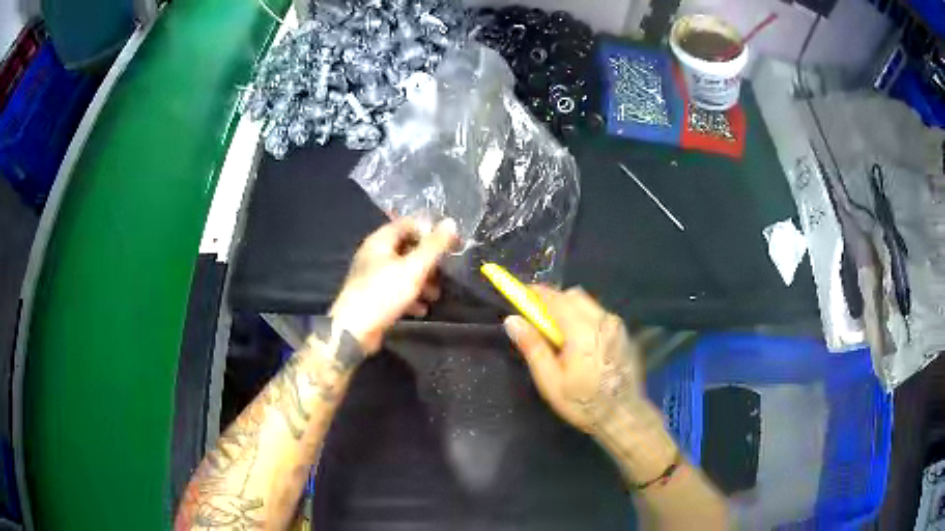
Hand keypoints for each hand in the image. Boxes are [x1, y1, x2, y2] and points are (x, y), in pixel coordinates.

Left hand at [331, 218, 458, 353]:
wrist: (354, 330)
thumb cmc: (384, 293)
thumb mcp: (414, 268)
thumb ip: (433, 246)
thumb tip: (451, 222)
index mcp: (380, 241)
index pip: (409, 224)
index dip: (430, 231)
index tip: (450, 245)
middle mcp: (374, 254)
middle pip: (407, 248)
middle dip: (428, 261)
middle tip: (444, 273)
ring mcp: (372, 276)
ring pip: (403, 271)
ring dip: (422, 281)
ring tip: (436, 295)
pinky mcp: (373, 296)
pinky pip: (396, 290)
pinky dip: (411, 297)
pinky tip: (422, 309)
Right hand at [503, 286, 646, 435]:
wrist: (624, 416)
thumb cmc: (584, 403)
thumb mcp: (551, 382)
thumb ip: (533, 347)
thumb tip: (512, 320)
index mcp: (583, 331)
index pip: (556, 299)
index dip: (537, 293)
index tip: (522, 295)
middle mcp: (603, 321)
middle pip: (574, 295)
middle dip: (555, 301)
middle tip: (541, 324)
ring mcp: (618, 327)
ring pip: (589, 304)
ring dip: (571, 310)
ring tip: (562, 339)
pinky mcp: (625, 334)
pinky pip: (600, 316)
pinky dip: (586, 320)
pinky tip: (583, 346)